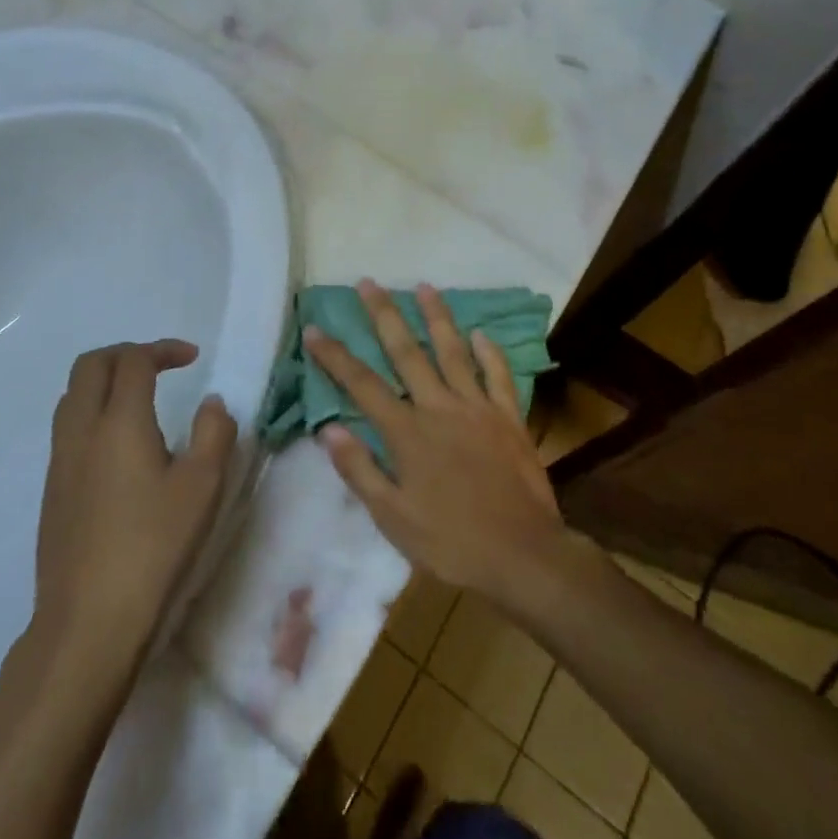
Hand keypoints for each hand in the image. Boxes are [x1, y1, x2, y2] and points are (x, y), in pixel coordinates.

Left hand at [33, 340, 236, 663]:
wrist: (87, 624)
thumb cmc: (153, 549)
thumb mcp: (202, 488)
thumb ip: (214, 433)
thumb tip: (211, 403)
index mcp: (119, 422)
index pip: (134, 360)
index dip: (163, 349)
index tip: (192, 358)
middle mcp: (81, 431)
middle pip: (91, 365)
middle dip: (126, 353)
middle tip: (160, 366)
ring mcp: (59, 462)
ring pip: (73, 396)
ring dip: (104, 382)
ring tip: (140, 400)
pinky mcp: (51, 491)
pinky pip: (68, 428)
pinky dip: (92, 413)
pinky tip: (119, 448)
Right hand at [304, 281, 567, 604]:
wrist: (523, 556)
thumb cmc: (451, 542)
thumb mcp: (394, 519)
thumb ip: (360, 470)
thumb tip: (328, 429)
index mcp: (407, 432)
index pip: (361, 384)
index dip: (335, 355)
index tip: (314, 328)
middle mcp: (438, 407)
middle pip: (406, 352)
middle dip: (384, 315)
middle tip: (369, 282)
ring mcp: (477, 407)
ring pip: (452, 351)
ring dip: (436, 317)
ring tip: (424, 286)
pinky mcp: (508, 417)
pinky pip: (497, 376)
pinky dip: (489, 352)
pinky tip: (481, 333)